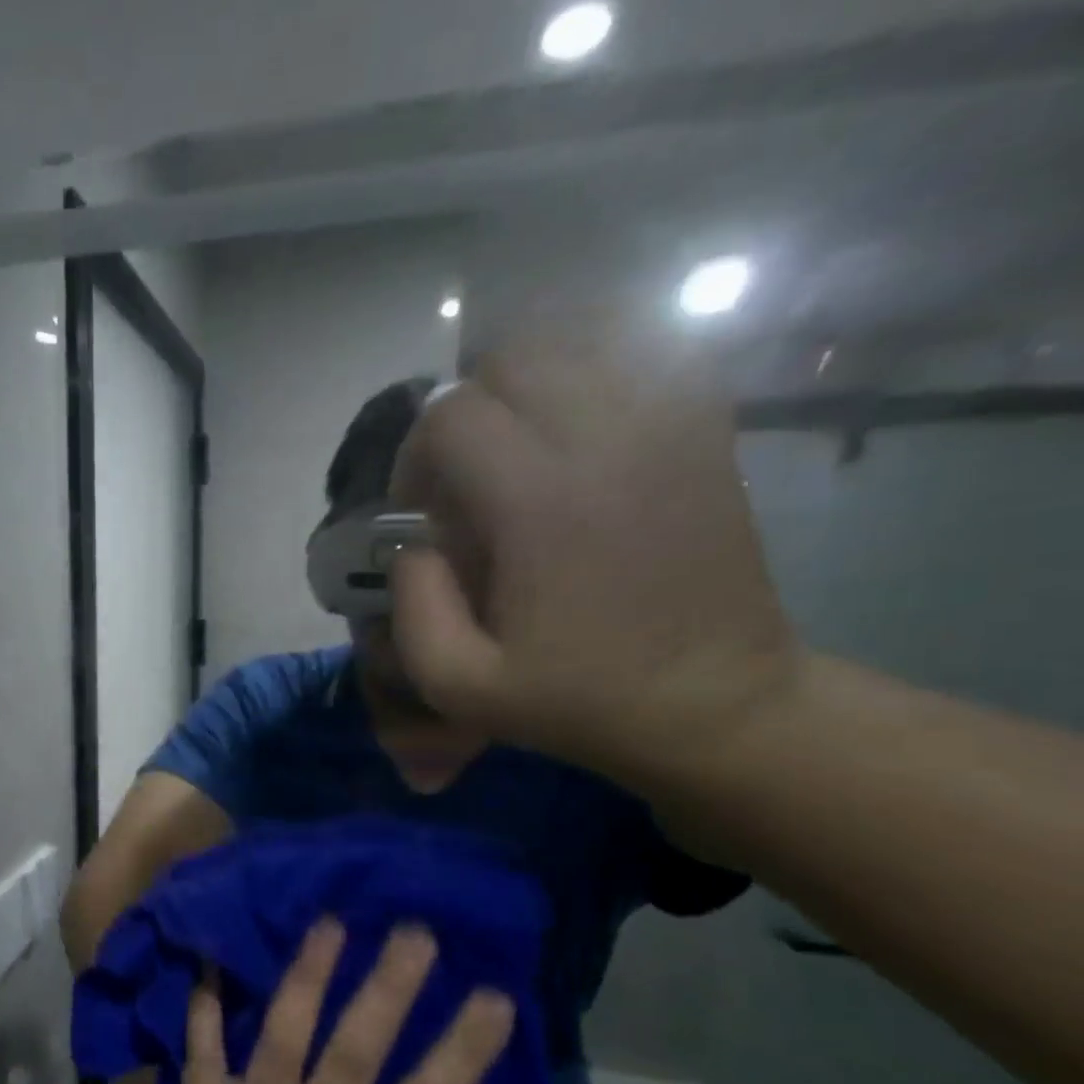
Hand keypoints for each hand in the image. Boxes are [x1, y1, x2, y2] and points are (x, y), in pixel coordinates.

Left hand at [108, 922, 515, 1083]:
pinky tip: (211, 959)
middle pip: (356, 1051)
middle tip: (413, 931)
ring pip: (285, 1034)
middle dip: (388, 988)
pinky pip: (202, 1047)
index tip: (494, 994)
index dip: (464, 1049)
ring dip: (307, 976)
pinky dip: (204, 1004)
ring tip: (329, 923)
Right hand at [387, 317, 803, 782]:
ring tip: (516, 444)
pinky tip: (578, 423)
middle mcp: (609, 441)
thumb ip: (412, 609)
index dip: (415, 455)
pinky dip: (596, 370)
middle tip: (464, 474)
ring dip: (527, 382)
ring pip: (583, 338)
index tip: (422, 511)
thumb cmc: (578, 700)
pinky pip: (647, 351)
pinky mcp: (707, 431)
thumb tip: (414, 544)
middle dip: (466, 408)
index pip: (452, 415)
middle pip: (514, 356)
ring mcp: (670, 426)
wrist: (714, 704)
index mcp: (541, 504)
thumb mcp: (459, 686)